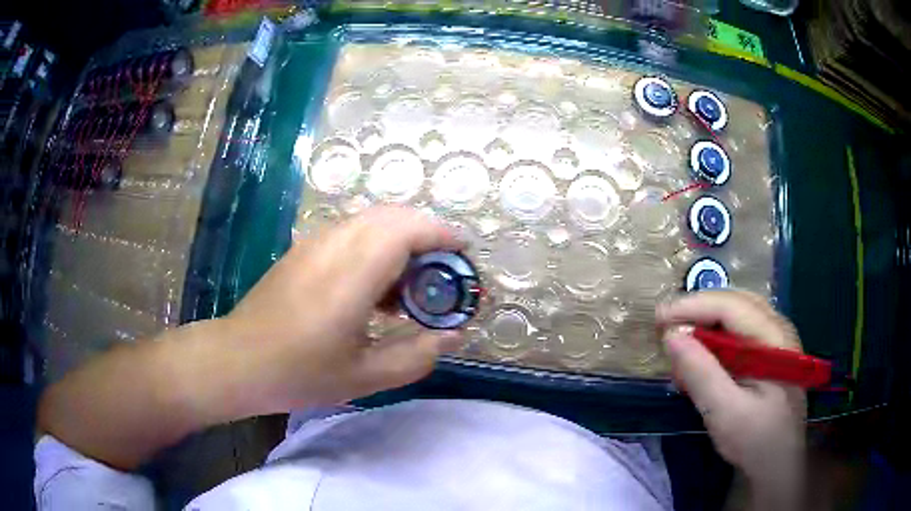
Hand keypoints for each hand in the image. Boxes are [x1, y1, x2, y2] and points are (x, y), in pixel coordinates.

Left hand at [224, 206, 464, 410]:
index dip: (441, 234)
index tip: (463, 255)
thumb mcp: (365, 376)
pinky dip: (377, 245)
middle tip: (441, 275)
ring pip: (371, 220)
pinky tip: (375, 287)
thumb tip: (455, 335)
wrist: (238, 360)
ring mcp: (315, 243)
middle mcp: (334, 246)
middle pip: (392, 216)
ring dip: (401, 240)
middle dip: (427, 235)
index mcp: (351, 275)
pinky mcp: (304, 249)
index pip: (405, 229)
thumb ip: (417, 355)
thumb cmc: (299, 372)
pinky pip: (352, 232)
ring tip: (411, 285)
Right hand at [656, 290, 805, 505]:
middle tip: (666, 326)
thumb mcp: (725, 413)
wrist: (779, 463)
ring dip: (706, 322)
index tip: (658, 319)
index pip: (731, 306)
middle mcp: (779, 328)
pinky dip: (716, 338)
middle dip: (698, 310)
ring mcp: (777, 339)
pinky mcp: (770, 353)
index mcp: (775, 338)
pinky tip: (702, 356)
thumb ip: (700, 374)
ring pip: (737, 314)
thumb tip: (671, 335)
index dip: (693, 306)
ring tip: (681, 341)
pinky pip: (740, 331)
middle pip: (735, 303)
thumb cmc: (756, 441)